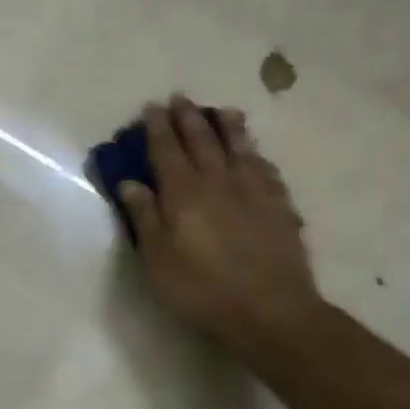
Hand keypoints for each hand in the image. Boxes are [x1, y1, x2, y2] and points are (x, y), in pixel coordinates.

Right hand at [117, 96, 323, 365]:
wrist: (269, 310)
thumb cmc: (201, 288)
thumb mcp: (157, 259)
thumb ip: (144, 217)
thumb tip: (130, 183)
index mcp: (183, 192)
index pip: (166, 150)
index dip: (157, 128)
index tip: (152, 107)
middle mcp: (218, 182)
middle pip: (202, 141)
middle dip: (188, 118)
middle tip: (181, 98)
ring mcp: (253, 192)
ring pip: (239, 149)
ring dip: (229, 128)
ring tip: (224, 111)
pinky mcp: (279, 207)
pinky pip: (267, 171)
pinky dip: (257, 157)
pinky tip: (256, 156)